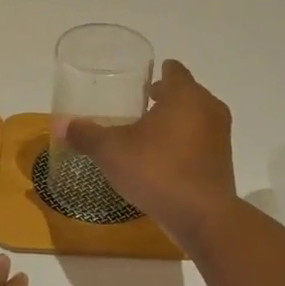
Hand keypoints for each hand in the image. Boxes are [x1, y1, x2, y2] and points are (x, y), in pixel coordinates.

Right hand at [60, 59, 236, 245]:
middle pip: (186, 93)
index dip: (158, 72)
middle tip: (139, 105)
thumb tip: (61, 125)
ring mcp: (220, 135)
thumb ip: (87, 135)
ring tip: (148, 134)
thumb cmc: (156, 170)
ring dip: (176, 122)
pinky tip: (163, 159)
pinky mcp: (223, 161)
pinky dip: (185, 144)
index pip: (174, 70)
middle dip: (165, 98)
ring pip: (195, 118)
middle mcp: (208, 108)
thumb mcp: (111, 151)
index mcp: (184, 95)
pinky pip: (200, 142)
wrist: (202, 215)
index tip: (141, 81)